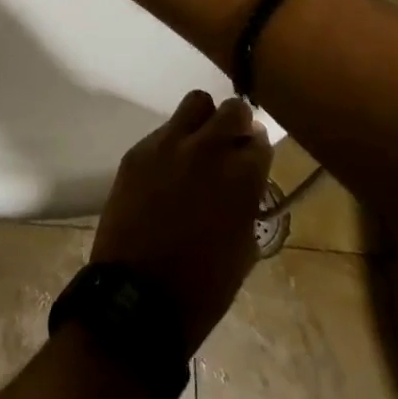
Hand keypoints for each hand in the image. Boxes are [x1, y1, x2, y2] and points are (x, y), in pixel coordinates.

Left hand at [91, 91, 271, 350]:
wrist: (140, 295)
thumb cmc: (204, 285)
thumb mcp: (244, 245)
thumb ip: (248, 200)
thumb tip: (246, 178)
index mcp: (241, 177)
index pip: (259, 140)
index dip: (256, 151)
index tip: (252, 161)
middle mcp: (206, 149)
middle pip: (231, 109)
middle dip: (236, 124)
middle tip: (230, 146)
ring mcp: (168, 145)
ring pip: (195, 103)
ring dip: (203, 120)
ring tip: (198, 147)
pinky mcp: (138, 151)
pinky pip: (163, 130)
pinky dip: (172, 142)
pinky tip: (167, 171)